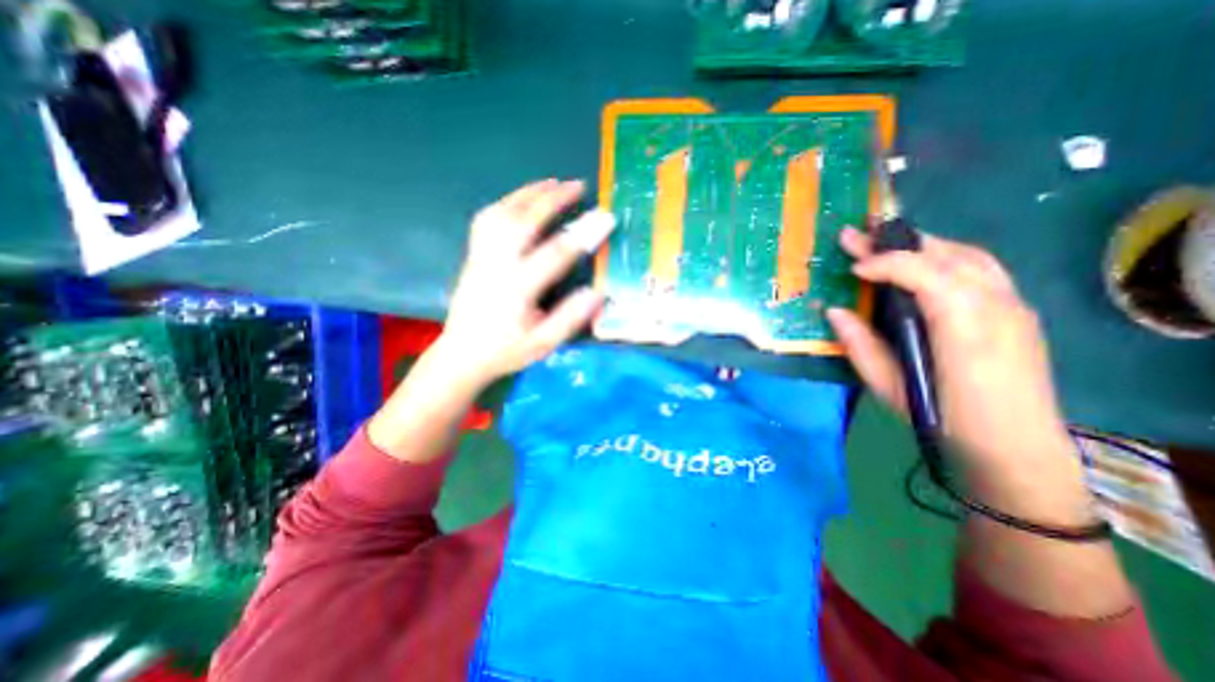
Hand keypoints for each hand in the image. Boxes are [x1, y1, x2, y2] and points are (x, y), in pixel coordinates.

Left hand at [438, 178, 618, 385]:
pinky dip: (507, 202)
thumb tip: (597, 292)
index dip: (583, 234)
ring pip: (502, 213)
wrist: (462, 355)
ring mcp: (481, 256)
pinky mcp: (474, 255)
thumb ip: (570, 319)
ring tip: (553, 183)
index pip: (555, 254)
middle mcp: (496, 265)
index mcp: (517, 289)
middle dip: (553, 199)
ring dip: (529, 193)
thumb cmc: (506, 351)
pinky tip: (522, 200)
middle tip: (578, 185)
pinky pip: (488, 218)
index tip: (605, 218)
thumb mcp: (543, 344)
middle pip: (523, 221)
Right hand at [825, 229, 1069, 472]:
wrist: (1015, 449)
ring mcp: (1013, 305)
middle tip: (856, 233)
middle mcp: (996, 306)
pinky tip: (922, 265)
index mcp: (964, 328)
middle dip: (896, 242)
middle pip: (948, 255)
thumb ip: (859, 345)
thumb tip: (834, 311)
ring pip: (968, 255)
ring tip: (884, 243)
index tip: (851, 266)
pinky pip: (980, 268)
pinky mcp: (1016, 311)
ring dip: (922, 245)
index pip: (925, 273)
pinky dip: (944, 256)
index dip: (885, 263)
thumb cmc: (944, 419)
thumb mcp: (889, 387)